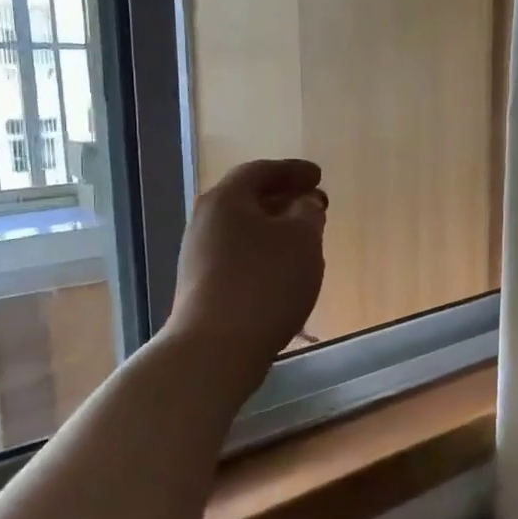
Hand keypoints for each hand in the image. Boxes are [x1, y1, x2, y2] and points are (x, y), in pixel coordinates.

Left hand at [169, 158, 326, 362]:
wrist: (216, 347)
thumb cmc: (265, 283)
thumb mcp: (302, 240)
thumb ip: (308, 213)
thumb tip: (304, 203)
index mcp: (227, 198)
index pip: (261, 171)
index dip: (293, 170)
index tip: (318, 176)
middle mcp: (205, 220)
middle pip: (247, 199)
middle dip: (283, 199)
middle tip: (314, 204)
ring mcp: (199, 255)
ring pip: (242, 229)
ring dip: (273, 228)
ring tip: (303, 238)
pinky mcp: (201, 285)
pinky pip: (237, 255)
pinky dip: (262, 252)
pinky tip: (281, 269)